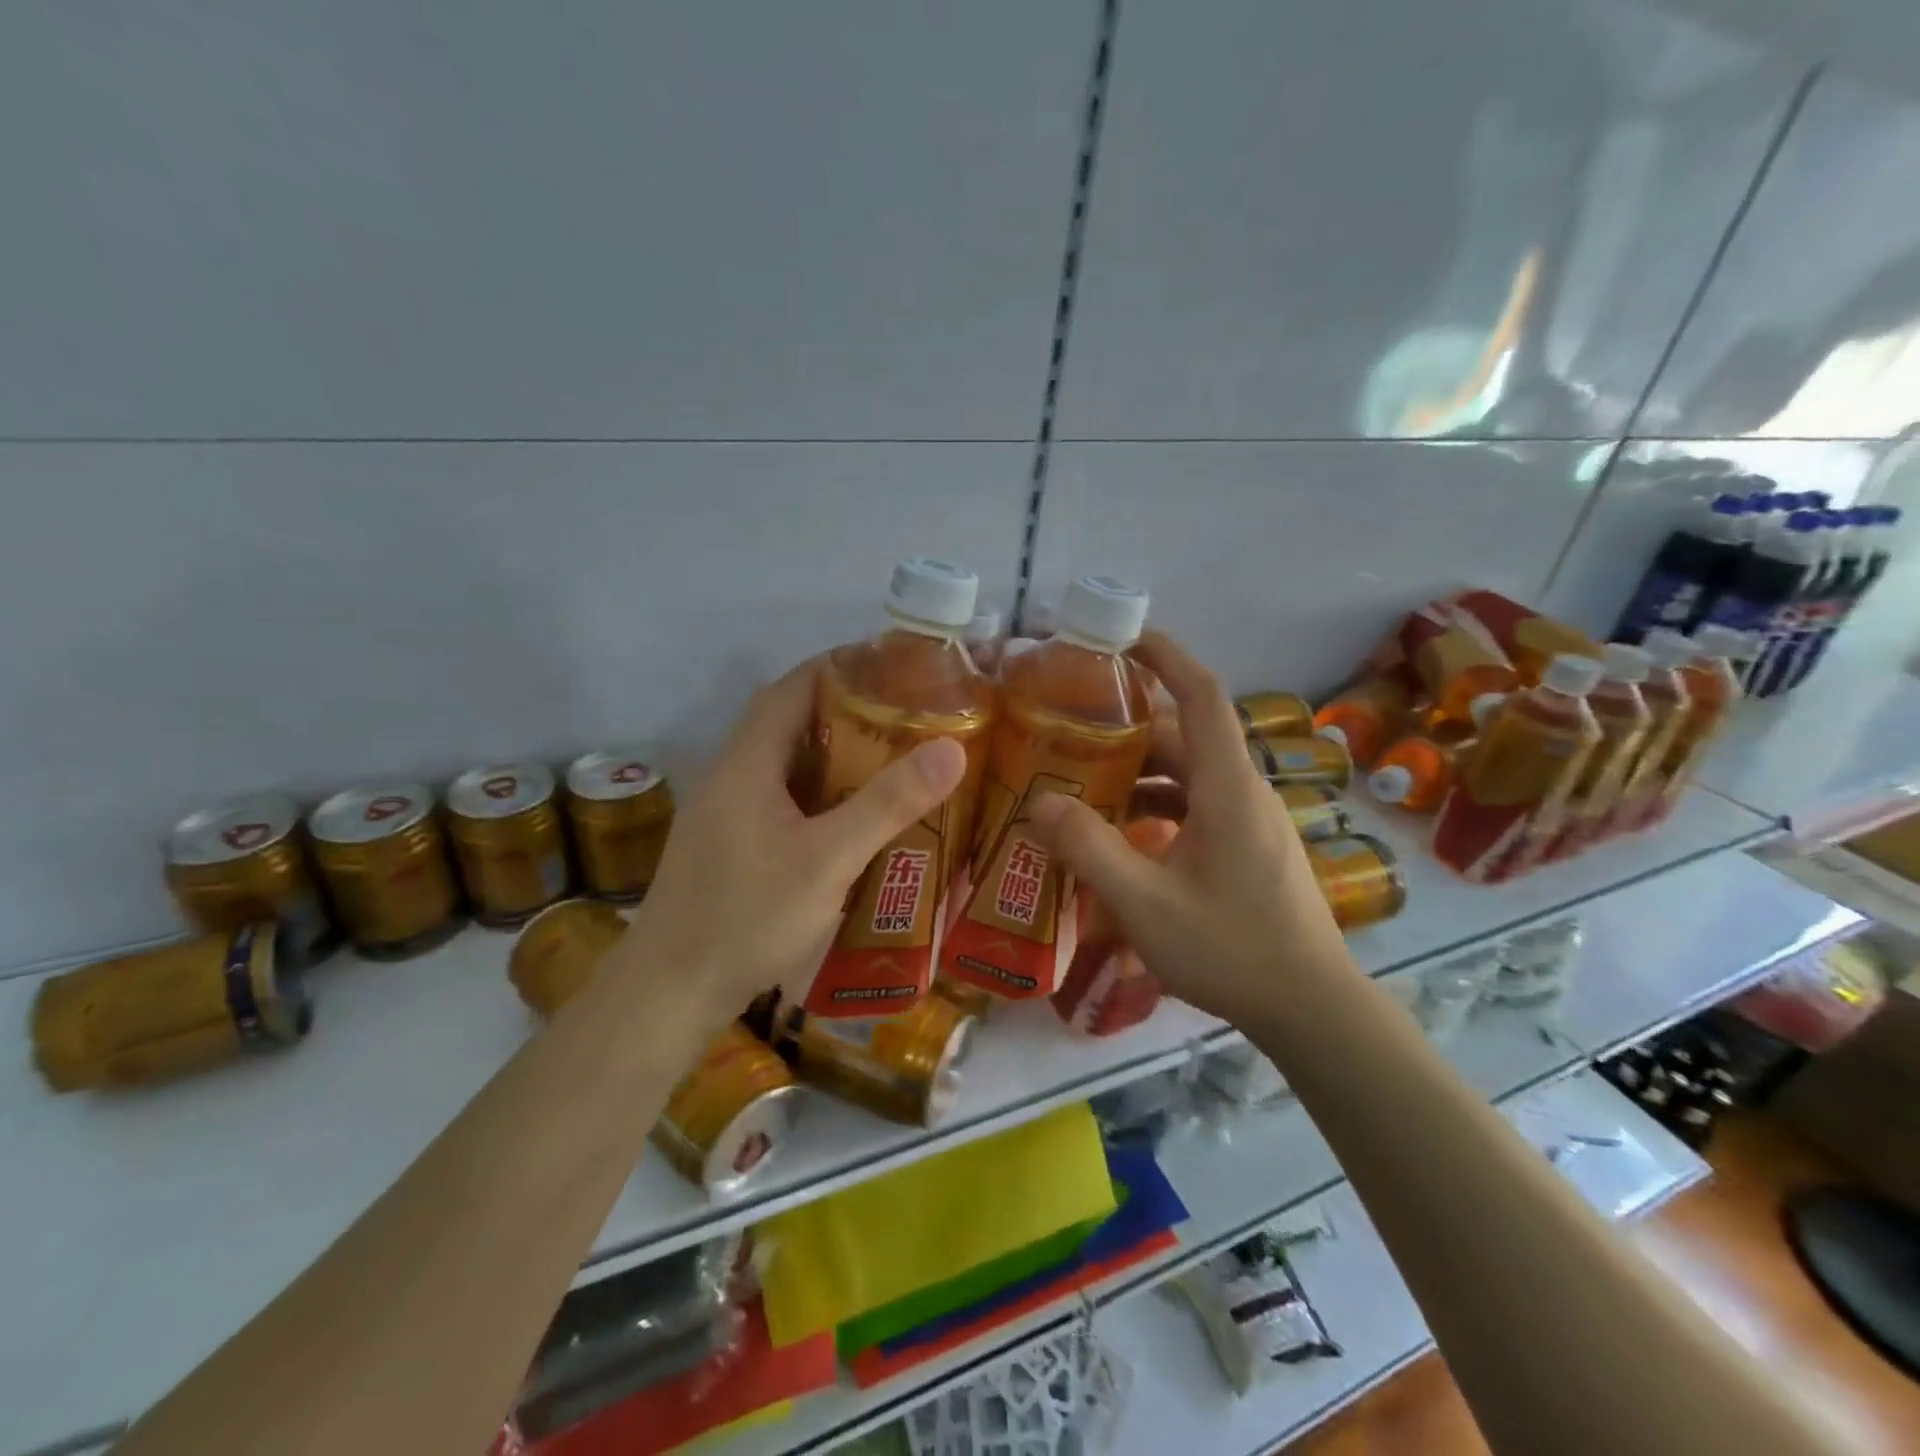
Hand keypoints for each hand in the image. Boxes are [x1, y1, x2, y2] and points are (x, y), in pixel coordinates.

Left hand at [616, 658, 967, 1027]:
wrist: (669, 994)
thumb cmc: (746, 917)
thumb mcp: (827, 859)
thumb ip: (887, 804)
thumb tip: (951, 749)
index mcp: (746, 763)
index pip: (792, 688)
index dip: (838, 667)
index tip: (891, 665)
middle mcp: (731, 778)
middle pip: (790, 724)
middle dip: (846, 711)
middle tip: (906, 716)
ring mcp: (726, 816)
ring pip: (786, 767)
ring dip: (834, 757)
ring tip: (892, 759)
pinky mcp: (730, 849)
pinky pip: (782, 803)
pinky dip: (820, 797)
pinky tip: (854, 821)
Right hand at [1028, 631, 1350, 1024]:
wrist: (1312, 1009)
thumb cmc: (1232, 949)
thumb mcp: (1145, 903)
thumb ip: (1089, 849)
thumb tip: (1040, 802)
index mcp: (1227, 787)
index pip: (1201, 696)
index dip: (1166, 657)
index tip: (1123, 639)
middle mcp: (1243, 791)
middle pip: (1184, 736)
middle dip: (1128, 727)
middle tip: (1069, 730)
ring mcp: (1249, 821)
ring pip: (1187, 774)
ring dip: (1137, 772)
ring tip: (1080, 783)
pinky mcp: (1247, 847)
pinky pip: (1195, 805)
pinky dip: (1155, 805)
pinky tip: (1118, 835)